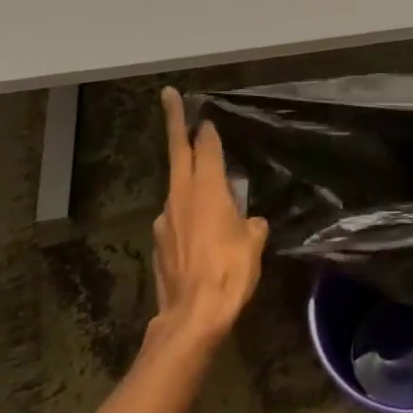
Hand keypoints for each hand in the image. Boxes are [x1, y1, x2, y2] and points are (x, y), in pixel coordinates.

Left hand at [151, 88, 267, 347]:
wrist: (192, 316)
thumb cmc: (229, 272)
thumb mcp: (253, 245)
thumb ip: (251, 225)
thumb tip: (249, 223)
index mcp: (207, 190)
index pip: (206, 148)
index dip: (206, 130)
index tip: (205, 114)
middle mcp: (181, 197)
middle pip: (177, 152)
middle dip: (174, 122)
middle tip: (168, 96)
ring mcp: (165, 220)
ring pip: (177, 189)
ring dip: (188, 180)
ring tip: (208, 192)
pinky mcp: (159, 243)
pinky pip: (176, 219)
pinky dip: (187, 217)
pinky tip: (200, 236)